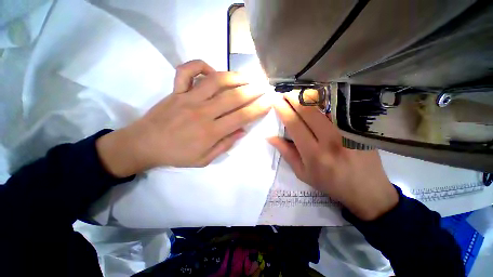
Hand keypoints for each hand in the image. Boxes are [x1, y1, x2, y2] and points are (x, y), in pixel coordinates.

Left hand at [97, 60, 271, 176]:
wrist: (144, 145)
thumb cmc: (177, 155)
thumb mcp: (204, 159)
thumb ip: (225, 145)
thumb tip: (242, 131)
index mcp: (211, 132)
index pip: (241, 117)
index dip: (258, 109)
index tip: (269, 103)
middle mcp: (202, 112)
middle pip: (233, 97)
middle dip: (253, 91)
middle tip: (264, 87)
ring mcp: (188, 98)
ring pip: (216, 81)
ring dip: (235, 77)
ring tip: (247, 78)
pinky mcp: (176, 90)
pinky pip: (187, 71)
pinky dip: (201, 66)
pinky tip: (212, 71)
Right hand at [268, 92, 397, 220]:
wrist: (367, 190)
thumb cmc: (330, 183)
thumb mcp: (302, 173)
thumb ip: (286, 153)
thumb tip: (270, 137)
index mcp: (313, 153)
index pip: (294, 124)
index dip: (283, 110)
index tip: (275, 101)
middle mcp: (330, 139)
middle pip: (308, 110)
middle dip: (294, 98)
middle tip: (285, 93)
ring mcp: (347, 131)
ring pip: (324, 106)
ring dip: (307, 97)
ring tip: (297, 94)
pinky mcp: (358, 128)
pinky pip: (337, 109)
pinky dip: (323, 102)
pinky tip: (316, 101)